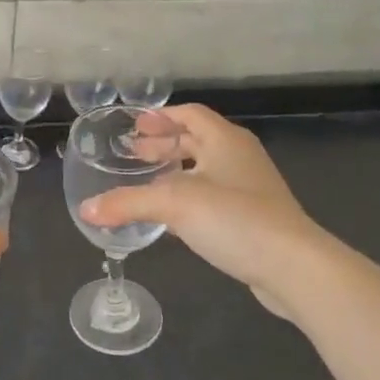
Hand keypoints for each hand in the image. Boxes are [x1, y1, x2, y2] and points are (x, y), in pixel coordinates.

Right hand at [80, 105, 324, 320]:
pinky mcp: (254, 217)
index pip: (190, 114)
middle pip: (197, 139)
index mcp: (224, 139)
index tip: (134, 125)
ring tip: (146, 182)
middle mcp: (239, 156)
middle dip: (164, 143)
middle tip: (132, 153)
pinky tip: (171, 216)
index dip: (161, 116)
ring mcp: (250, 187)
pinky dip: (189, 196)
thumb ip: (128, 203)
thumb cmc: (235, 218)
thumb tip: (85, 209)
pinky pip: (214, 195)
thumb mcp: (174, 204)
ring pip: (205, 169)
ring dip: (175, 171)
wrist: (293, 266)